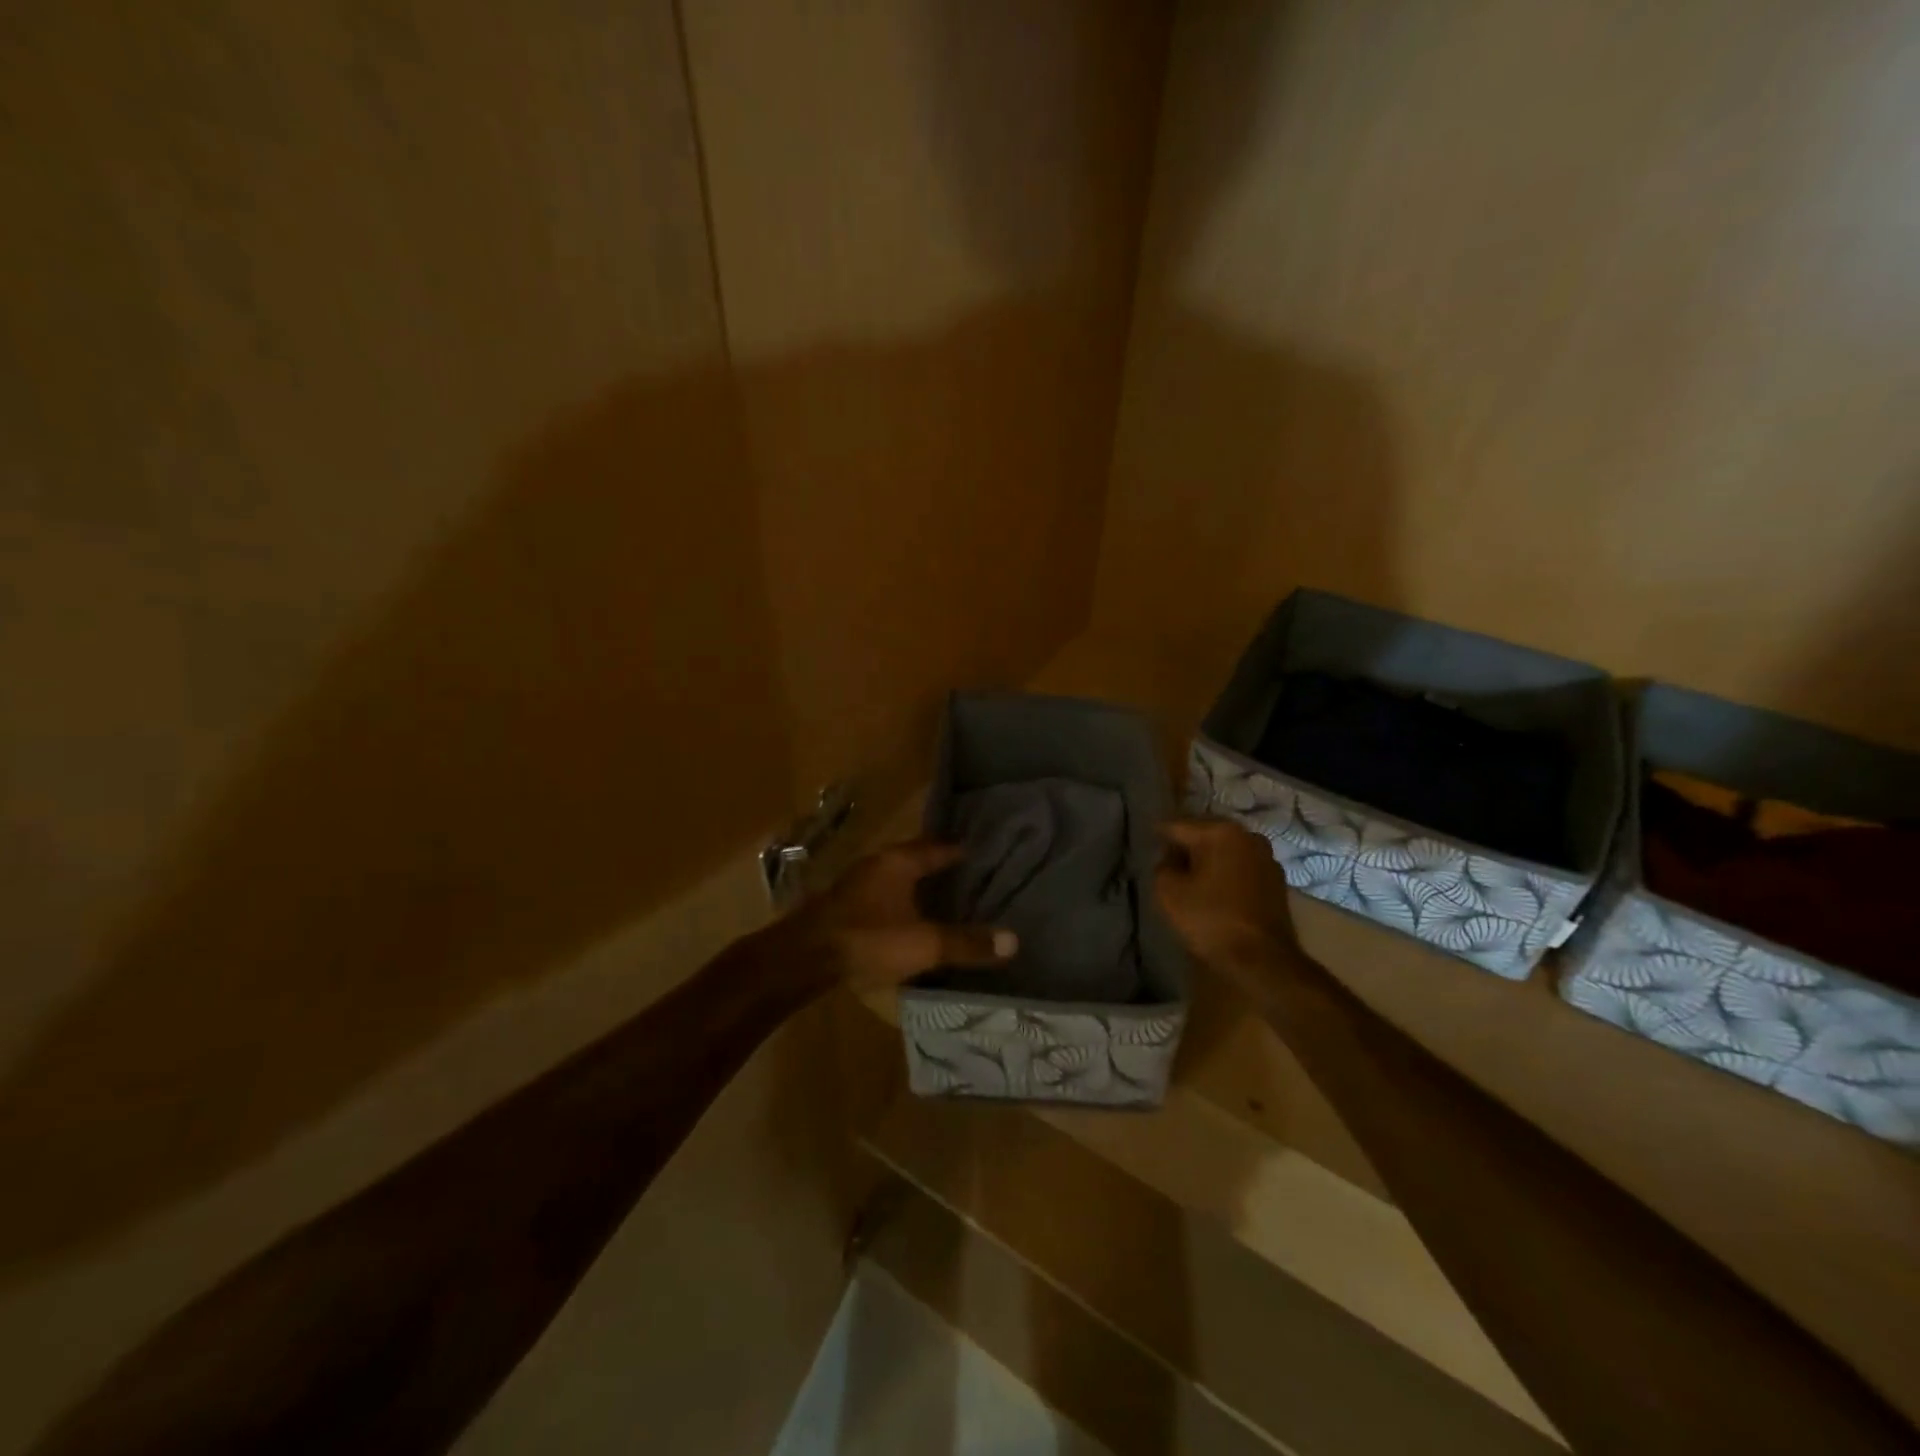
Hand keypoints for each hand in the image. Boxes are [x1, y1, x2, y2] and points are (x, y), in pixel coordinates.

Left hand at [788, 839, 1017, 991]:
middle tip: (970, 877)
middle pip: (916, 860)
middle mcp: (877, 865)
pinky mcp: (843, 907)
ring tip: (944, 900)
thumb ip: (966, 942)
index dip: (960, 851)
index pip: (938, 847)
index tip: (984, 854)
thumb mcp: (924, 944)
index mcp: (898, 862)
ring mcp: (856, 885)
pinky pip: (882, 897)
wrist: (803, 958)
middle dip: (940, 868)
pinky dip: (900, 904)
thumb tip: (1013, 941)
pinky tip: (909, 920)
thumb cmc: (868, 939)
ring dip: (918, 887)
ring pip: (897, 879)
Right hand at [1156, 818, 1302, 983]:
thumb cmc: (1210, 919)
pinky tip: (1215, 890)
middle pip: (1205, 833)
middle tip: (1166, 862)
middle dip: (1185, 845)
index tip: (1146, 845)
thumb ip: (1162, 866)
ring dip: (1208, 859)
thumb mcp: (1169, 892)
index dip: (1158, 835)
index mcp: (1220, 832)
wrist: (1262, 960)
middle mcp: (1247, 836)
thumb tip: (1170, 860)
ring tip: (1190, 877)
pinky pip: (1241, 867)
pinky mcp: (1277, 881)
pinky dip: (1226, 873)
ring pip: (1226, 850)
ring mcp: (1267, 858)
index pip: (1178, 825)